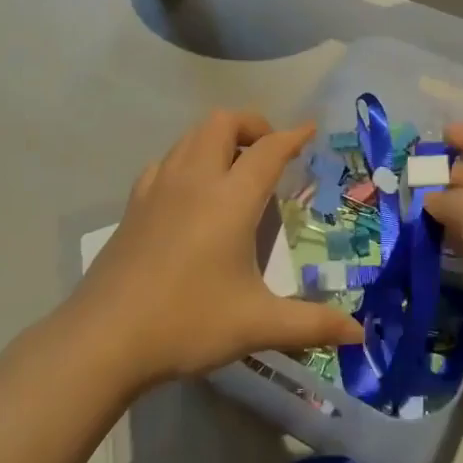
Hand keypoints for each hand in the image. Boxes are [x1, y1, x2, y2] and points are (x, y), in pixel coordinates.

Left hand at [71, 110, 363, 387]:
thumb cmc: (187, 323)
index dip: (293, 135)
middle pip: (223, 122)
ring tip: (236, 168)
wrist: (103, 339)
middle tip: (270, 153)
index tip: (310, 130)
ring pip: (191, 136)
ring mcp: (158, 188)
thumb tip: (359, 335)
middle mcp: (194, 180)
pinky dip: (188, 158)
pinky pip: (166, 160)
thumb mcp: (257, 325)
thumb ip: (312, 325)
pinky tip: (192, 191)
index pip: (268, 150)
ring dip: (219, 137)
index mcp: (230, 199)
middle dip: (252, 124)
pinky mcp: (134, 204)